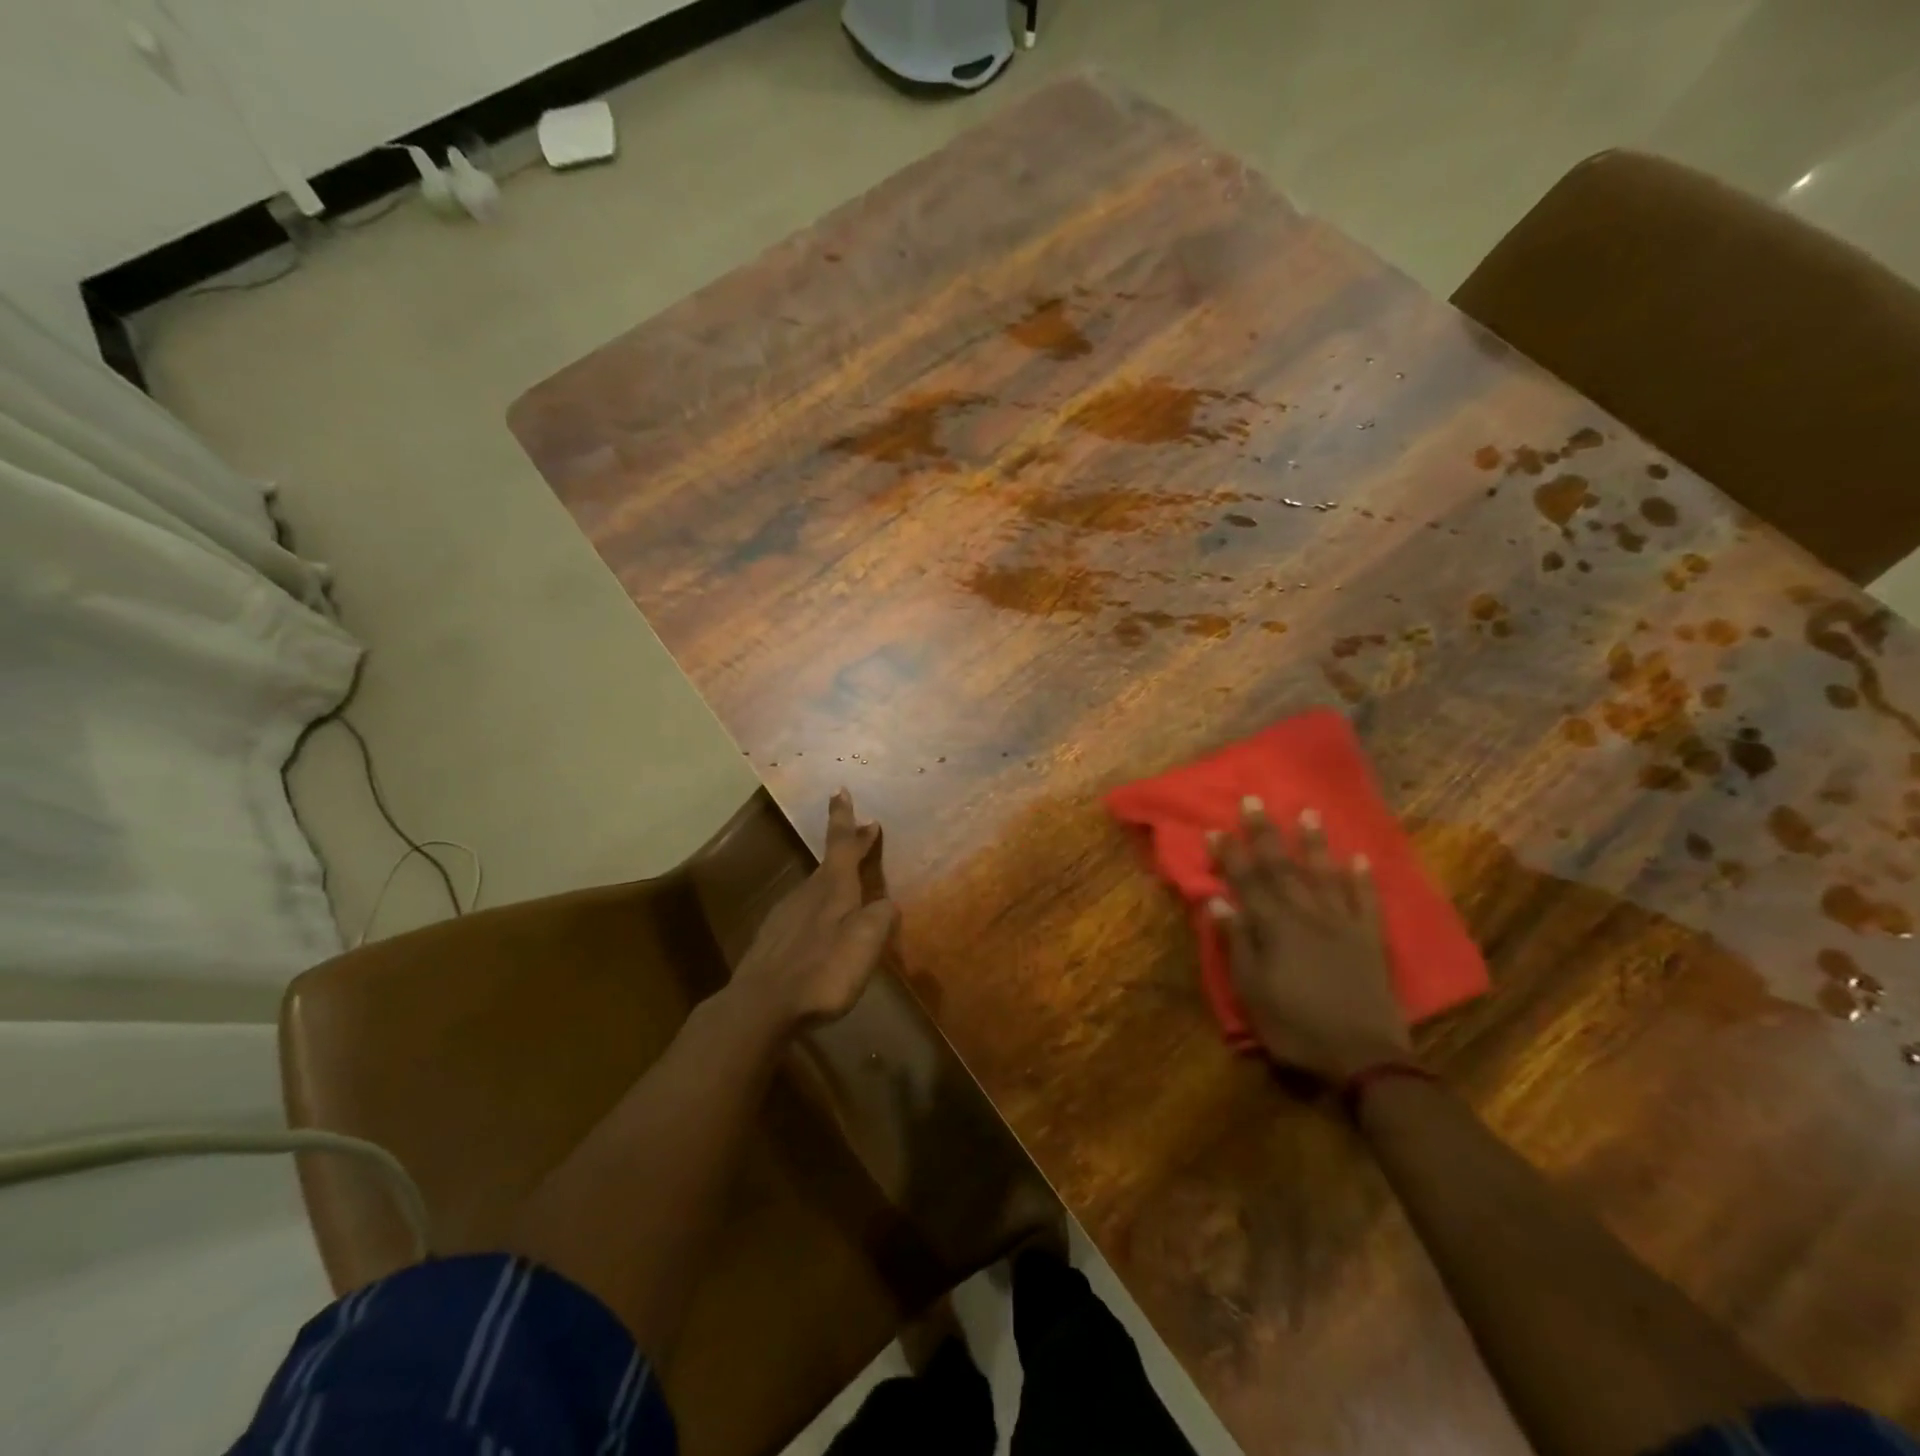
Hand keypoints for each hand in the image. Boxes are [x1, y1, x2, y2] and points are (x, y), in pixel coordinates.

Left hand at [732, 790, 899, 1028]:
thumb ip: (882, 917)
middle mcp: (808, 893)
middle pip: (831, 863)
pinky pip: (803, 913)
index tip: (840, 790)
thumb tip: (887, 904)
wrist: (760, 1005)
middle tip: (865, 834)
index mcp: (833, 887)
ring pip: (816, 887)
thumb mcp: (867, 941)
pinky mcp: (774, 939)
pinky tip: (822, 927)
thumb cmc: (822, 968)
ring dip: (835, 879)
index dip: (844, 818)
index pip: (842, 843)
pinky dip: (819, 909)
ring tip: (850, 885)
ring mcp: (786, 915)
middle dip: (848, 847)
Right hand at [1210, 797, 1410, 1083]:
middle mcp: (1307, 915)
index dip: (1230, 855)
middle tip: (1255, 801)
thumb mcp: (1253, 991)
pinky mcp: (1371, 940)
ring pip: (1325, 875)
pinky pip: (1367, 902)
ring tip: (1309, 813)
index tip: (1215, 828)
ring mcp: (1343, 924)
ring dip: (1315, 843)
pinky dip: (1363, 879)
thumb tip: (1218, 900)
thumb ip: (1238, 942)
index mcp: (1275, 927)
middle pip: (1282, 868)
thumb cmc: (1296, 1026)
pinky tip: (1360, 858)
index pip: (1247, 882)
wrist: (1363, 1058)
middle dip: (1266, 834)